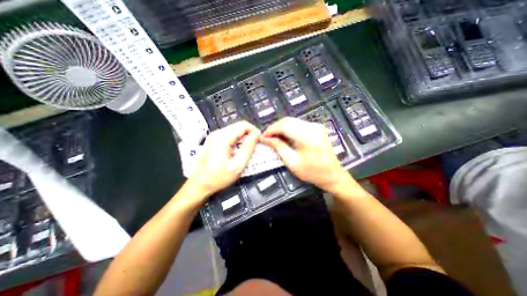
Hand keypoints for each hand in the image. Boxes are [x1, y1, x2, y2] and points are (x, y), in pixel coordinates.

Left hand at [187, 120, 260, 198]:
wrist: (201, 183)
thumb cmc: (218, 177)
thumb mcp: (238, 165)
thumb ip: (248, 148)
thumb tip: (256, 135)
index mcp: (223, 138)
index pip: (244, 125)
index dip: (254, 131)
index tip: (260, 140)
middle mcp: (218, 133)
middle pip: (239, 126)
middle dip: (250, 133)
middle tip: (256, 145)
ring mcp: (215, 136)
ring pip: (236, 129)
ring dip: (245, 136)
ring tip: (248, 148)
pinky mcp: (215, 139)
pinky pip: (230, 134)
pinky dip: (238, 139)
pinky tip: (239, 149)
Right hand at [259, 117, 348, 191]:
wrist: (333, 175)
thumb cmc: (312, 172)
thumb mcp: (292, 162)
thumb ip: (278, 147)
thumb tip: (265, 139)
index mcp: (308, 136)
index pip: (284, 125)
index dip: (271, 129)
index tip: (263, 137)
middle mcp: (313, 126)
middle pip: (288, 120)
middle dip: (275, 128)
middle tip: (267, 138)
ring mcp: (316, 125)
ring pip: (292, 121)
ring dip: (281, 128)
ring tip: (274, 138)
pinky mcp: (316, 127)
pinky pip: (298, 124)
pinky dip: (289, 129)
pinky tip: (285, 137)